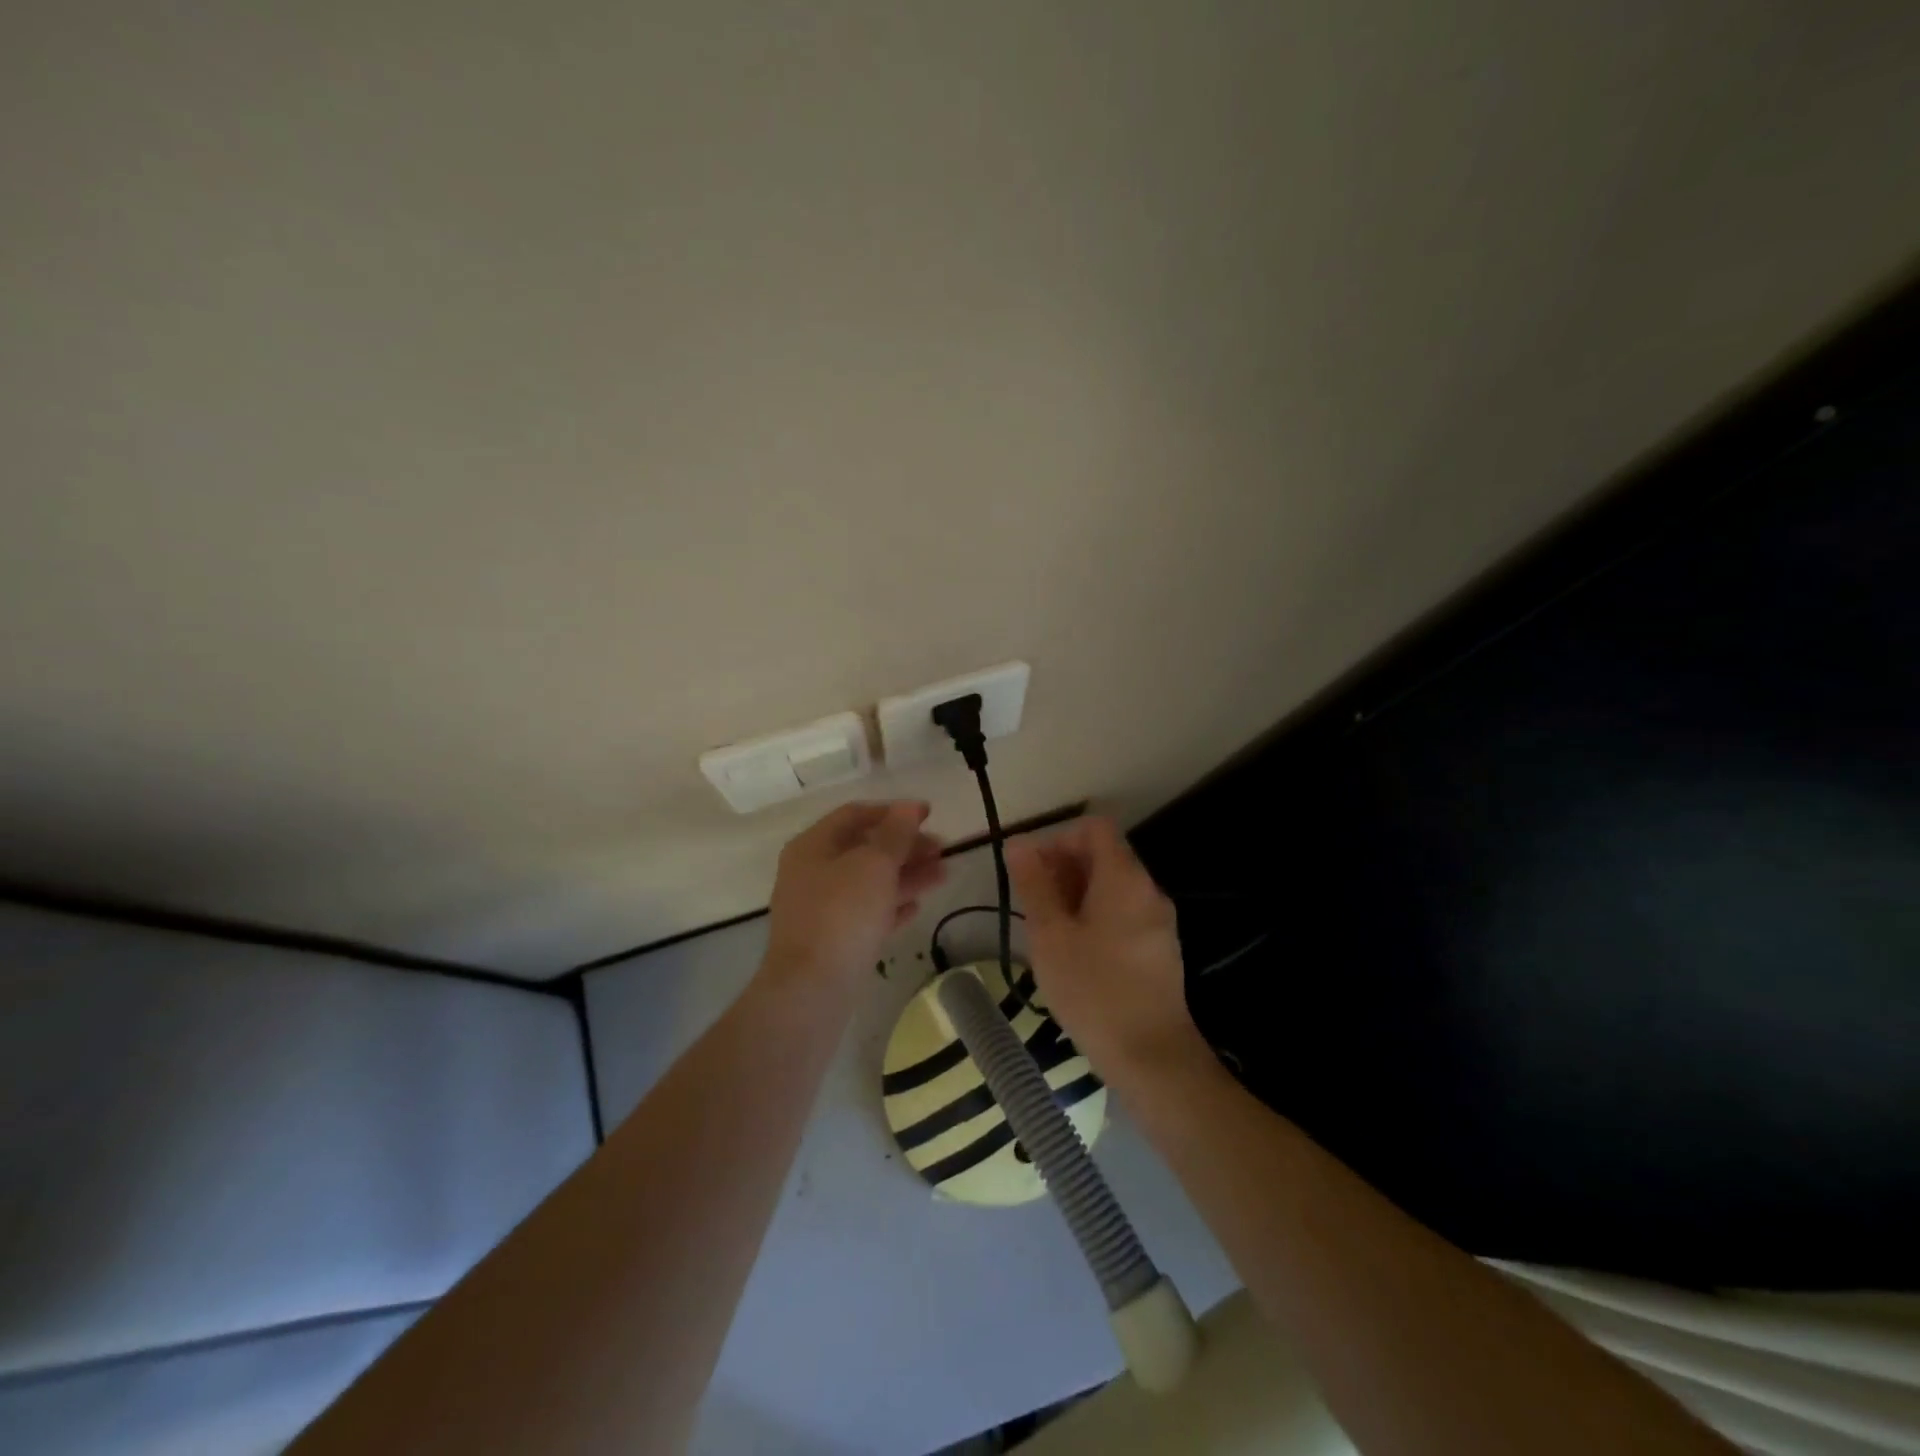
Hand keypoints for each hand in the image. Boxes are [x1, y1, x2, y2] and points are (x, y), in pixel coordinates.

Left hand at [763, 801, 945, 989]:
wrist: (812, 990)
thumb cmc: (842, 914)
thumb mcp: (874, 864)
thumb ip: (895, 833)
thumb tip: (909, 807)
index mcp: (813, 846)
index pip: (855, 815)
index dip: (893, 811)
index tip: (929, 815)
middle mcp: (812, 873)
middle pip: (864, 849)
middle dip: (905, 846)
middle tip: (942, 849)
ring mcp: (821, 909)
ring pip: (869, 882)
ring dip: (906, 875)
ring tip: (944, 874)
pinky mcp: (833, 941)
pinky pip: (867, 913)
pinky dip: (892, 906)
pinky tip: (917, 907)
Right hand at [1007, 817, 1206, 1082]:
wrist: (1152, 1057)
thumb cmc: (1093, 990)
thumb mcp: (1050, 935)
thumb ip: (1034, 885)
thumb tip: (1018, 843)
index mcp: (1124, 878)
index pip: (1093, 828)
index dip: (1058, 838)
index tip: (1032, 870)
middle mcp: (1148, 890)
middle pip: (1104, 856)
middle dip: (1063, 869)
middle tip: (1031, 904)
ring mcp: (1158, 921)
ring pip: (1112, 888)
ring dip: (1076, 895)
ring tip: (1047, 930)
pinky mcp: (1160, 949)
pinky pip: (1123, 914)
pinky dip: (1095, 917)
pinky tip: (1073, 952)